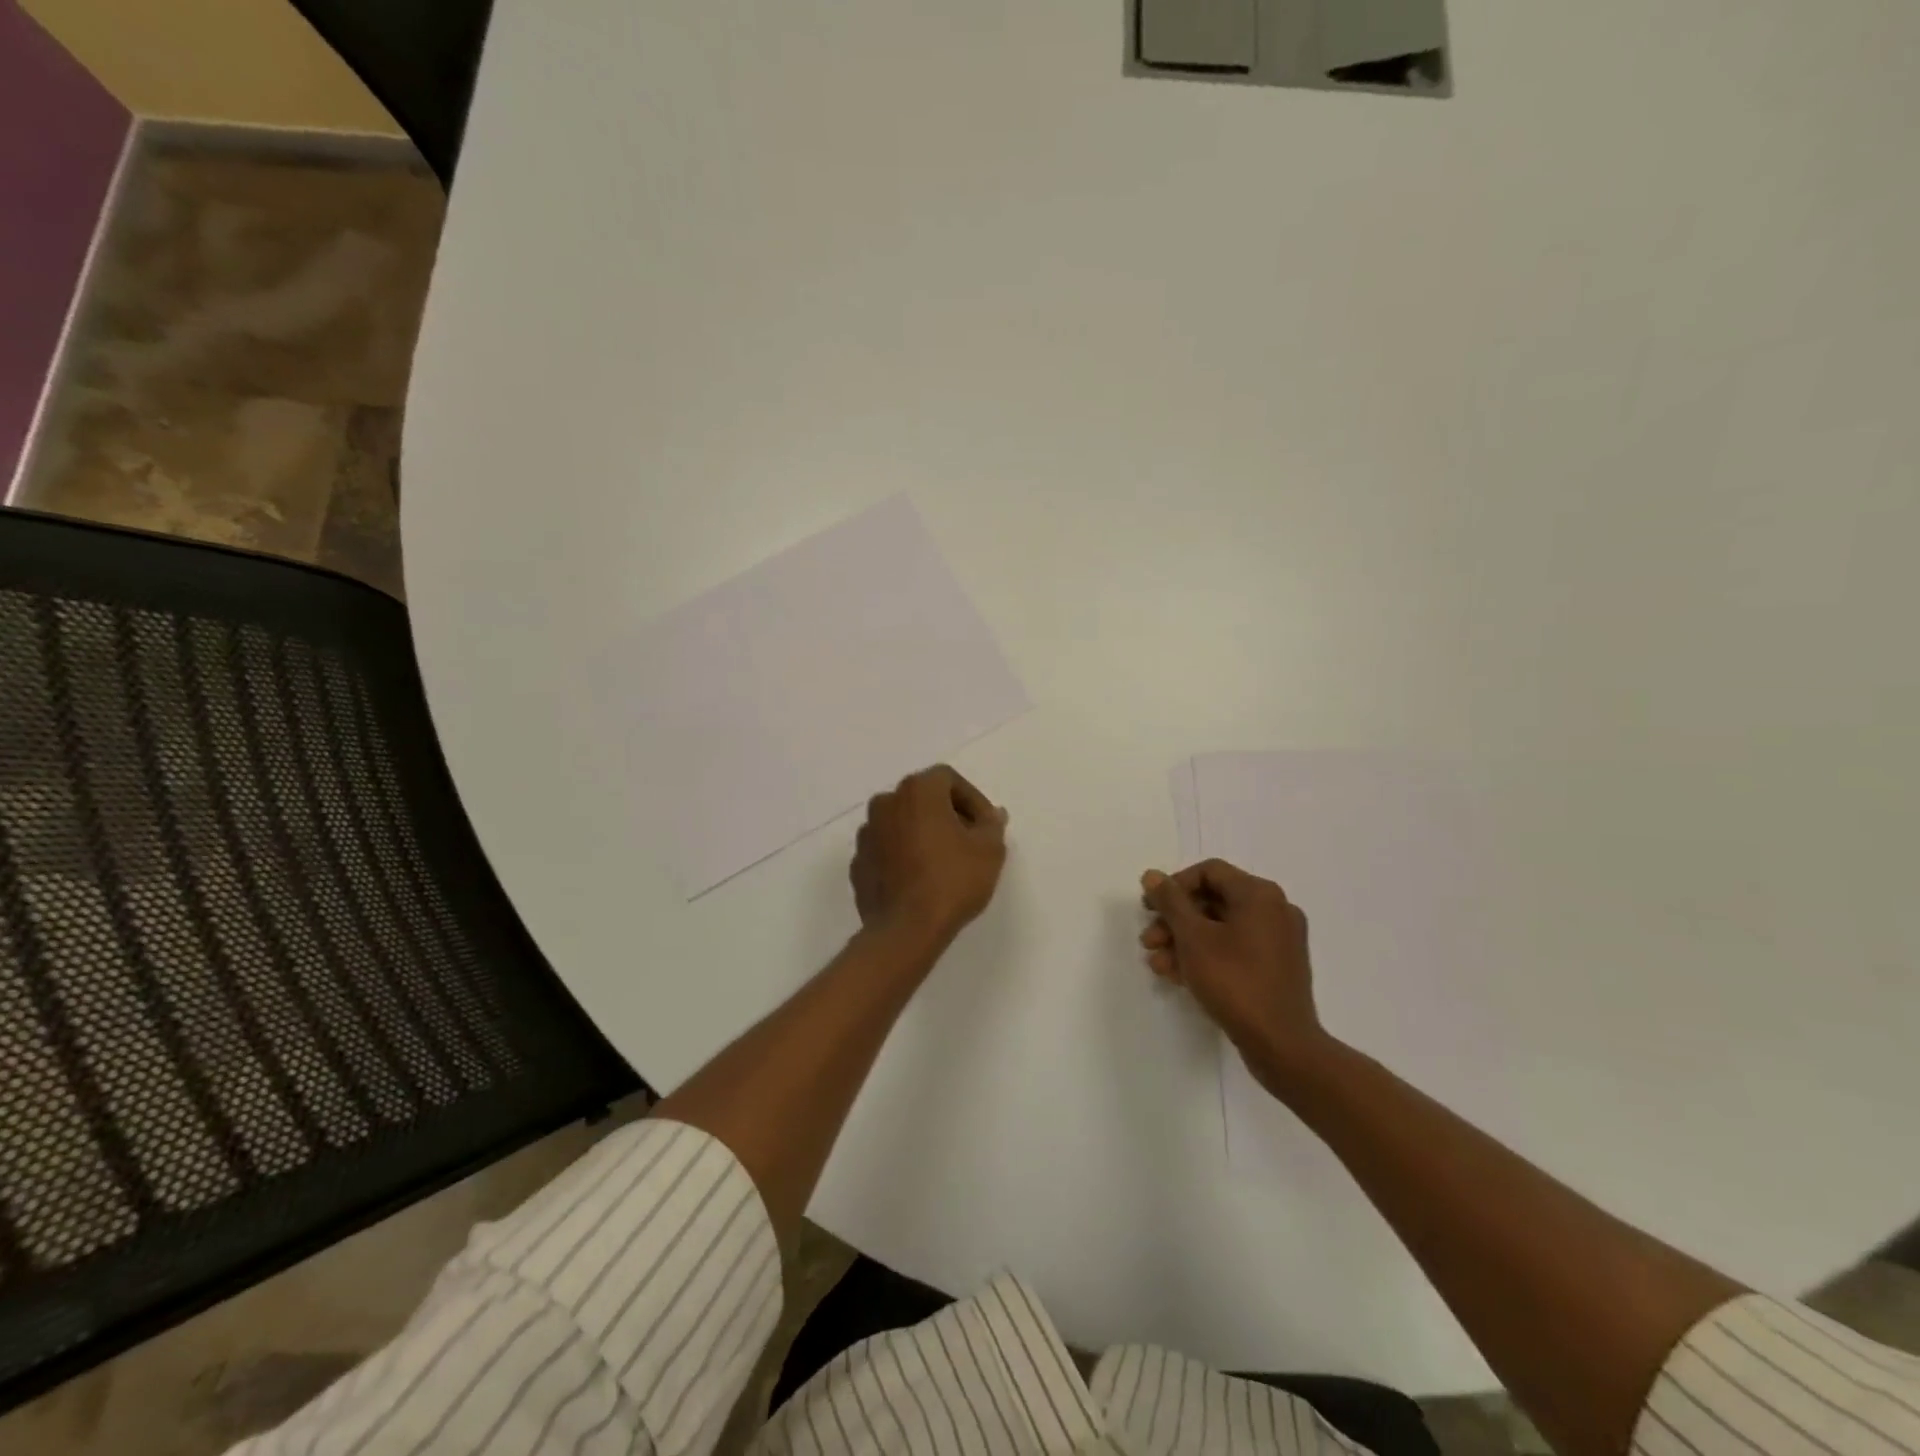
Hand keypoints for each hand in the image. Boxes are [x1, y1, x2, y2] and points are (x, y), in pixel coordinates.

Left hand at [852, 766, 1007, 943]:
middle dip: (946, 813)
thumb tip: (992, 815)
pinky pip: (886, 849)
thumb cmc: (952, 880)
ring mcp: (867, 834)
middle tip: (968, 840)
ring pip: (901, 822)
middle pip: (921, 797)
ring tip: (943, 861)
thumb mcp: (989, 850)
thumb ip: (991, 825)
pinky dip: (902, 855)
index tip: (985, 826)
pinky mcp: (858, 863)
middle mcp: (886, 803)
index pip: (948, 779)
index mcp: (917, 791)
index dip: (972, 799)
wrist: (906, 929)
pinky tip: (919, 879)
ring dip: (921, 833)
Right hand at [1140, 859, 1336, 1094]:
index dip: (1174, 886)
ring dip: (1185, 941)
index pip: (1209, 871)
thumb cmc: (1234, 981)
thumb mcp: (1193, 937)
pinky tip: (1179, 976)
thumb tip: (1152, 875)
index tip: (1149, 907)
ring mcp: (1279, 940)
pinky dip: (1207, 956)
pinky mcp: (1277, 968)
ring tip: (1159, 964)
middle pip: (1213, 901)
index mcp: (1259, 894)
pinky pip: (1235, 949)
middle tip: (1148, 940)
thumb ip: (1170, 902)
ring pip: (1221, 928)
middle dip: (1175, 920)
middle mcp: (1274, 910)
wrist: (1282, 1045)